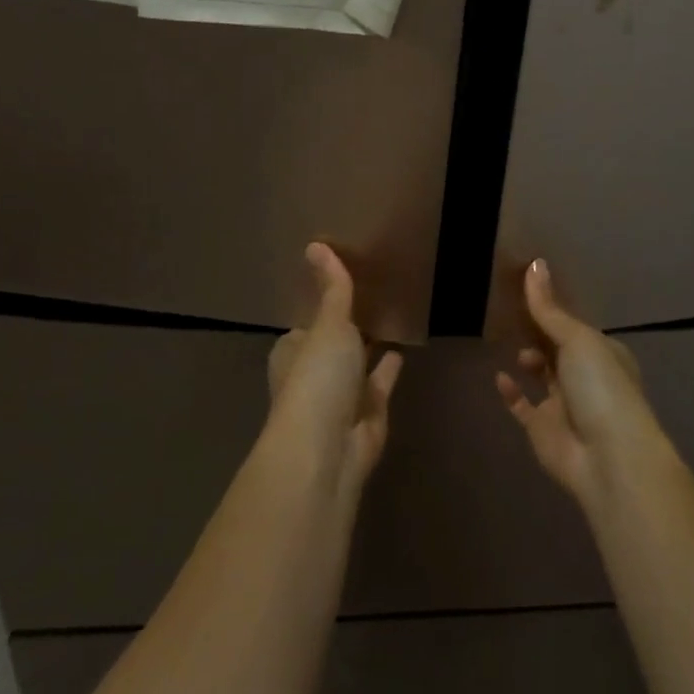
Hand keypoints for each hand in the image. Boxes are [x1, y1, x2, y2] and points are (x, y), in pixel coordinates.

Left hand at [267, 243, 402, 487]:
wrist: (328, 449)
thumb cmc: (318, 379)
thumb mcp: (328, 324)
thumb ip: (332, 289)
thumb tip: (315, 244)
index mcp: (292, 354)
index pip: (304, 328)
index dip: (319, 310)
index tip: (337, 288)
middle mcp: (312, 378)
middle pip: (330, 349)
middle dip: (345, 332)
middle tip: (370, 300)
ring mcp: (339, 401)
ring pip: (355, 369)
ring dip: (367, 351)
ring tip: (389, 320)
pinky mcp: (367, 417)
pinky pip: (379, 386)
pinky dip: (387, 370)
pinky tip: (402, 350)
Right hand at [495, 259, 663, 503]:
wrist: (608, 458)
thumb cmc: (601, 387)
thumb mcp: (577, 339)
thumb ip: (549, 308)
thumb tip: (534, 263)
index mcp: (603, 352)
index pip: (573, 325)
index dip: (552, 309)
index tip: (524, 289)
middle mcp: (586, 377)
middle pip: (557, 348)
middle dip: (538, 333)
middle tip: (508, 312)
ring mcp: (565, 405)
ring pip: (542, 375)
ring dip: (528, 359)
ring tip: (507, 342)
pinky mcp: (544, 430)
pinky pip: (524, 406)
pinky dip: (512, 392)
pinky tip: (499, 376)